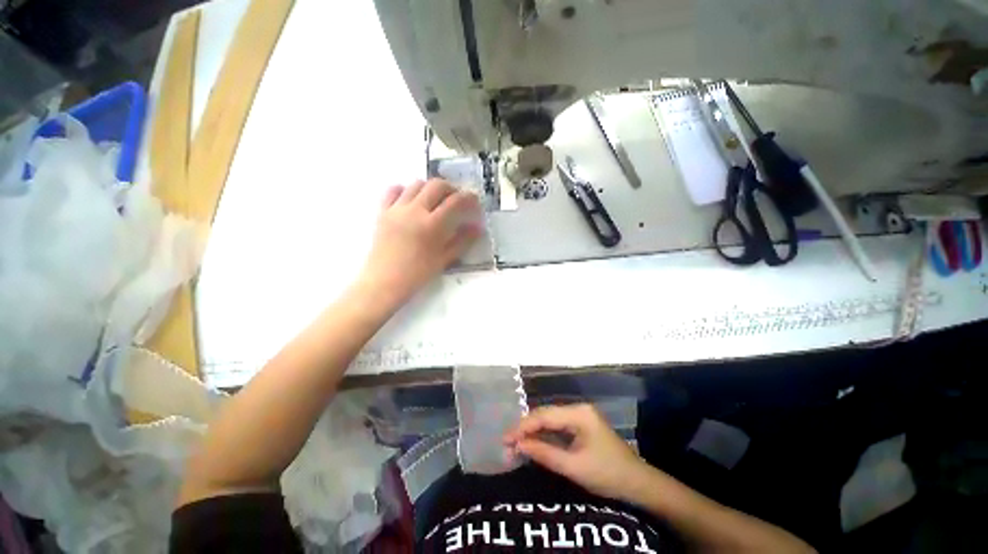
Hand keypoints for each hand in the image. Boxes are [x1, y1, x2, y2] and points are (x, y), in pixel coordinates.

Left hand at [358, 179, 481, 304]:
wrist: (384, 282)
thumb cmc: (417, 274)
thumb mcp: (444, 259)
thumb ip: (462, 241)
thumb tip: (477, 228)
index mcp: (432, 225)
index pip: (455, 202)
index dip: (468, 198)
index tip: (474, 201)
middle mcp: (414, 211)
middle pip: (436, 185)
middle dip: (451, 188)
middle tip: (456, 200)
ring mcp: (396, 209)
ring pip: (416, 184)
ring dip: (430, 188)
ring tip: (435, 201)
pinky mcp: (382, 211)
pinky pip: (393, 190)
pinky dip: (405, 190)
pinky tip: (411, 201)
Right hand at [504, 403, 650, 501]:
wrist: (639, 484)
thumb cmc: (608, 475)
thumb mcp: (574, 467)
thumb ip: (545, 453)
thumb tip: (518, 445)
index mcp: (579, 413)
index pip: (544, 416)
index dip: (522, 426)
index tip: (505, 439)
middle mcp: (578, 409)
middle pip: (545, 414)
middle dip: (525, 428)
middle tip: (507, 443)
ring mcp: (580, 416)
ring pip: (550, 420)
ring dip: (533, 431)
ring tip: (515, 443)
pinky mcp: (581, 426)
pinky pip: (557, 427)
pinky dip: (544, 435)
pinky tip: (533, 442)